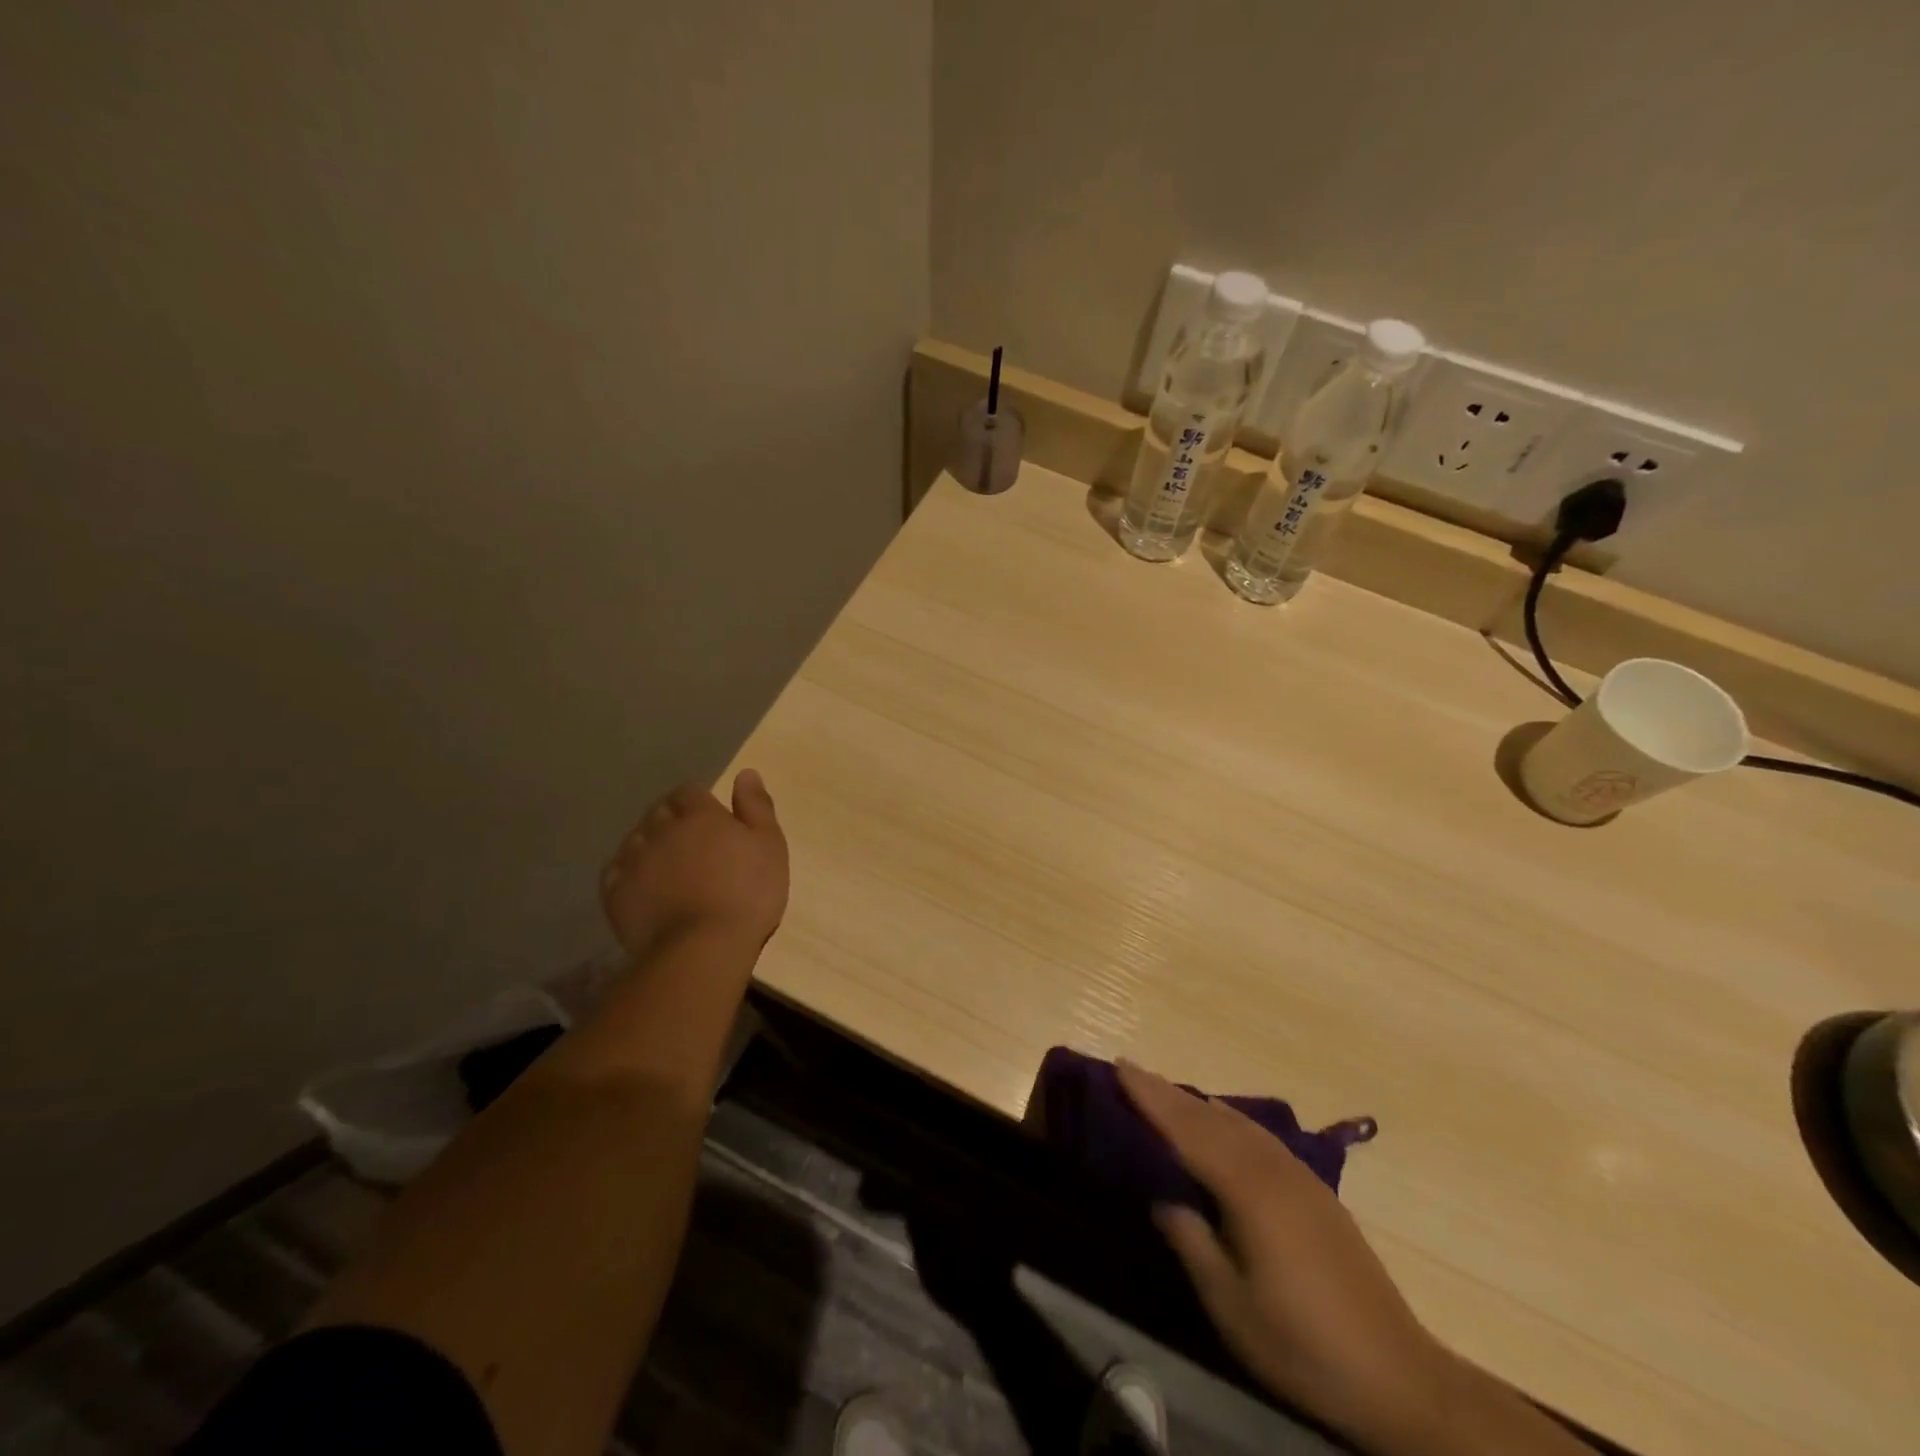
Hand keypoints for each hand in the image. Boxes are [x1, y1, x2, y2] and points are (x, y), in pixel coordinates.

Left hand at [601, 770, 788, 955]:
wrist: (703, 947)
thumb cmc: (748, 893)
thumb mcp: (769, 846)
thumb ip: (757, 807)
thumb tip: (745, 773)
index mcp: (700, 815)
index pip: (690, 791)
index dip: (698, 801)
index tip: (709, 818)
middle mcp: (662, 829)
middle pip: (660, 811)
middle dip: (671, 818)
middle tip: (690, 841)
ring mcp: (634, 860)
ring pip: (636, 838)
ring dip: (648, 843)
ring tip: (665, 863)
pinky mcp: (616, 892)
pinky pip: (615, 871)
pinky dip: (627, 871)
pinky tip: (641, 884)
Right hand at [1116, 1061, 1451, 1448]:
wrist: (1401, 1378)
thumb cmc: (1303, 1345)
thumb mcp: (1231, 1305)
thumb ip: (1190, 1241)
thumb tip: (1162, 1196)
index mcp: (1247, 1189)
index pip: (1186, 1129)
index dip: (1150, 1097)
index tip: (1119, 1065)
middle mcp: (1272, 1168)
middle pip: (1210, 1117)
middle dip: (1168, 1092)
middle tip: (1131, 1069)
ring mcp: (1299, 1176)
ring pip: (1237, 1122)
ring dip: (1197, 1103)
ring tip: (1167, 1091)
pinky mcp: (1316, 1191)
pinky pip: (1259, 1136)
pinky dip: (1229, 1119)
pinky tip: (1223, 1121)